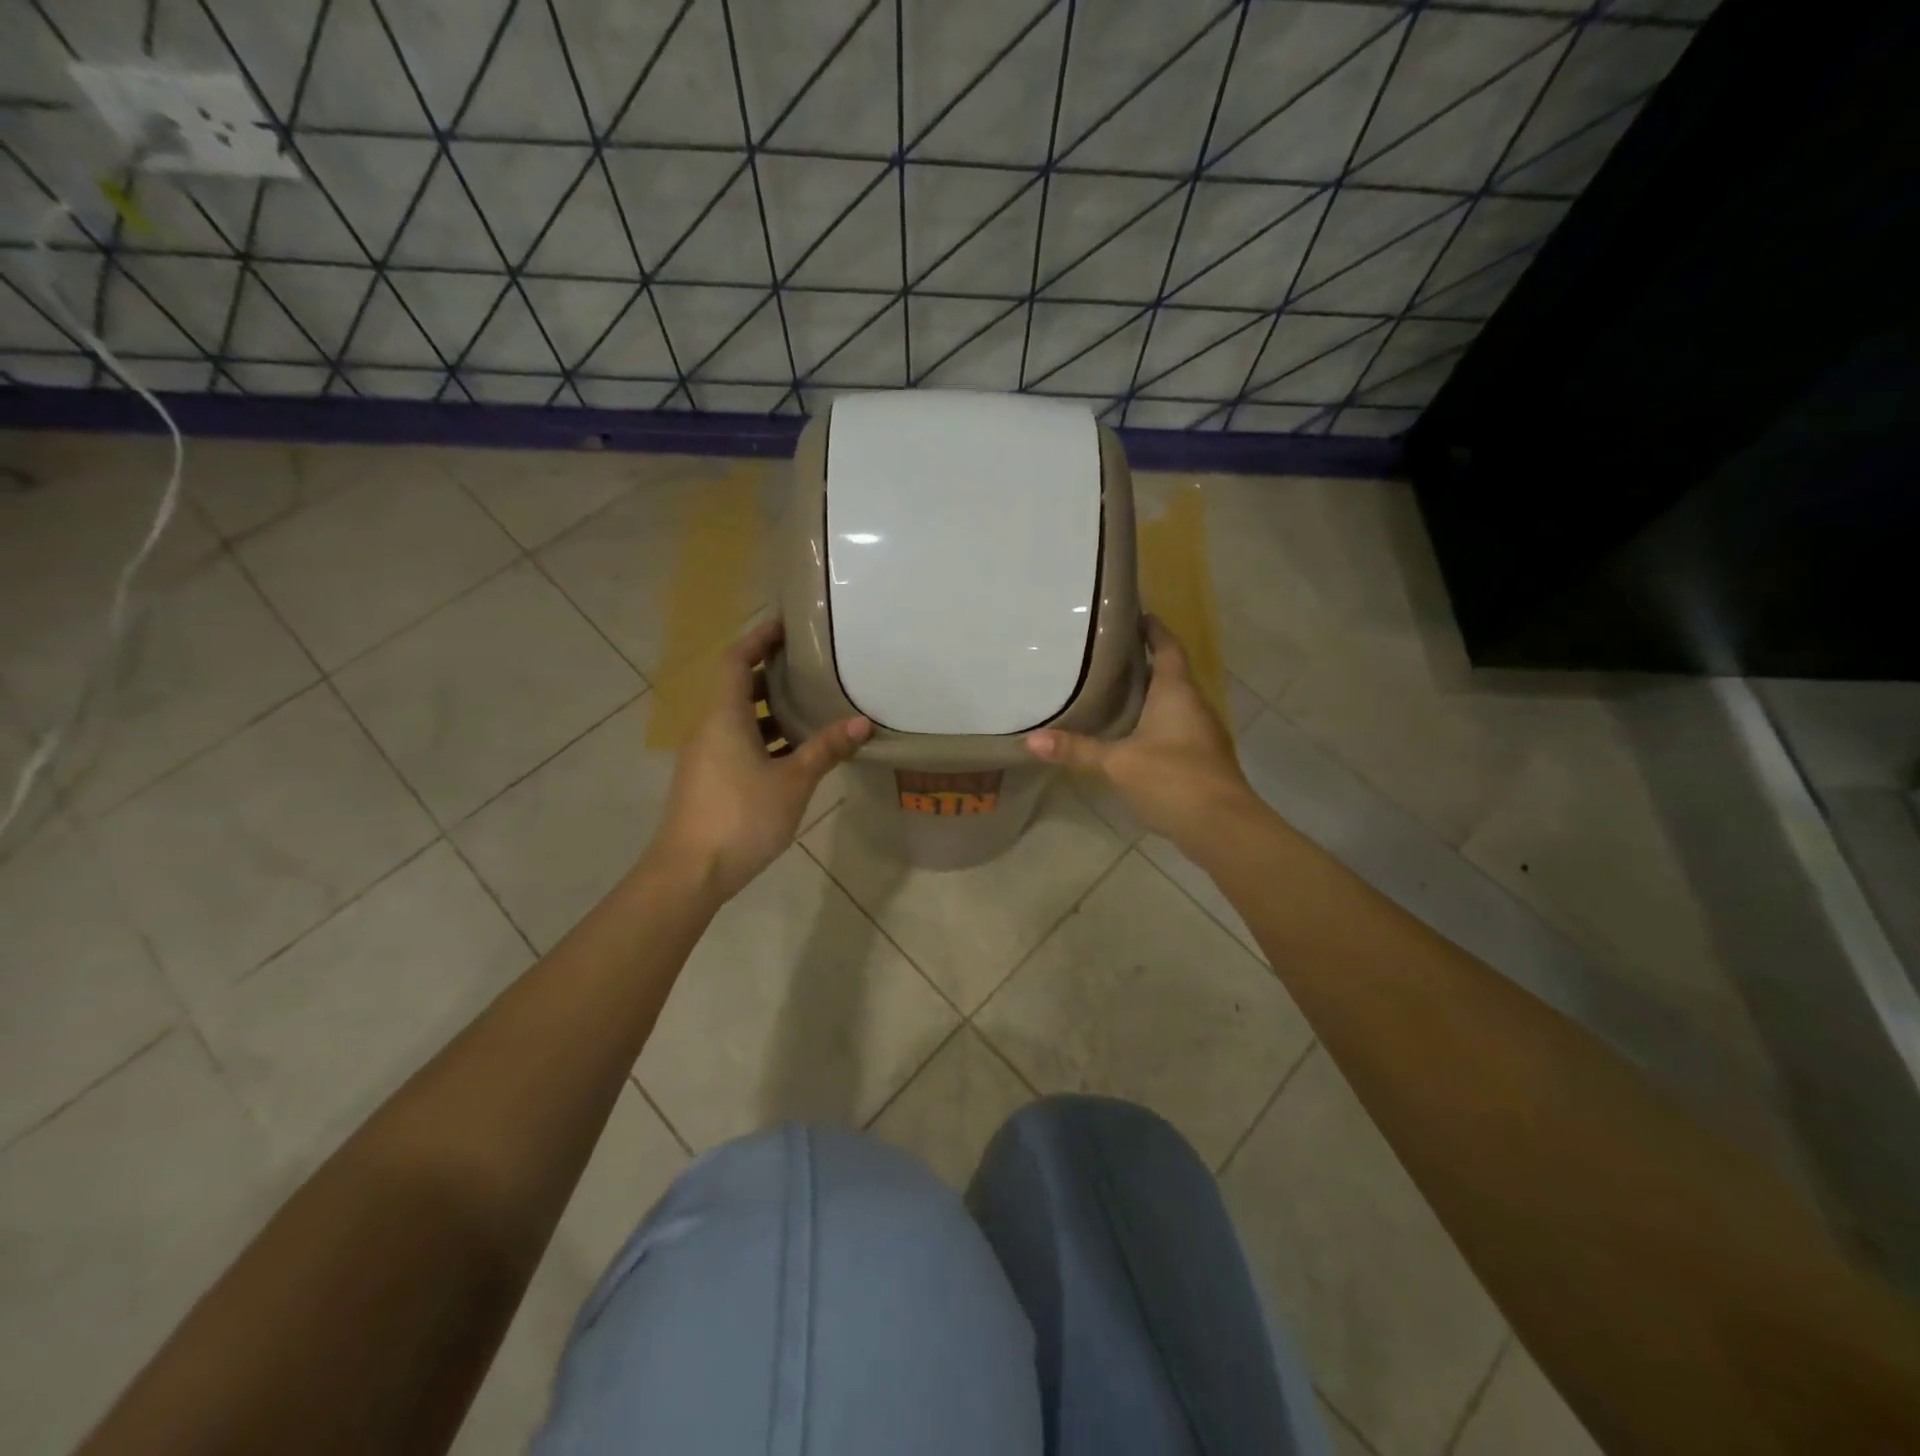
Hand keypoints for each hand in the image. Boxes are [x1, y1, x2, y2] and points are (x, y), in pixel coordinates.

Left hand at [652, 620, 870, 901]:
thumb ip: (825, 750)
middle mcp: (710, 728)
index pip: (737, 661)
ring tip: (812, 705)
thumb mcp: (792, 782)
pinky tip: (797, 752)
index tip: (787, 624)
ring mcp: (707, 756)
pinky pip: (739, 744)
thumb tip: (861, 723)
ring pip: (740, 719)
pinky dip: (766, 738)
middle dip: (772, 673)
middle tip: (811, 665)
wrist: (689, 872)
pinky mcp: (710, 780)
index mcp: (724, 716)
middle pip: (739, 687)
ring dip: (772, 710)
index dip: (759, 638)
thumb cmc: (741, 817)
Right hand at [1025, 616, 1253, 846]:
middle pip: (1170, 674)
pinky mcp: (1202, 760)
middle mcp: (1194, 705)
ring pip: (1173, 704)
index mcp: (1177, 692)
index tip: (1136, 614)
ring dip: (1148, 696)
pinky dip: (1154, 725)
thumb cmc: (1173, 779)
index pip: (1167, 647)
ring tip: (1112, 694)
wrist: (1223, 827)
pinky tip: (1131, 737)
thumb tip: (1031, 741)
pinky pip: (1175, 729)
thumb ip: (1077, 750)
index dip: (1154, 630)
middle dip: (1143, 664)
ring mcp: (1202, 734)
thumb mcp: (1117, 763)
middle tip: (1106, 657)